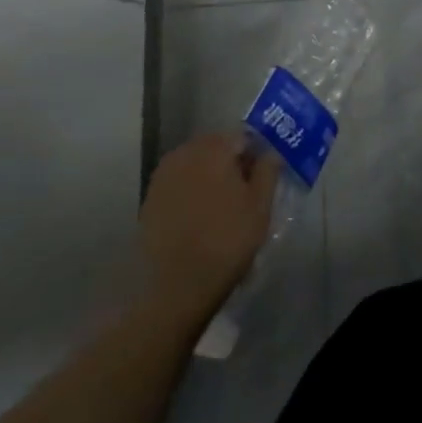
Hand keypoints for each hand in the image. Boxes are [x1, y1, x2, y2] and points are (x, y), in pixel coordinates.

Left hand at [139, 133, 280, 324]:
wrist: (175, 285)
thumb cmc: (226, 240)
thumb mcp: (260, 206)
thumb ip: (268, 171)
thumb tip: (271, 152)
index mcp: (213, 148)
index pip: (242, 136)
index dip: (256, 153)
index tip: (264, 175)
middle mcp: (184, 152)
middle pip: (216, 147)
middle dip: (232, 162)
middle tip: (246, 191)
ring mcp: (163, 175)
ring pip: (195, 165)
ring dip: (210, 176)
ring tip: (224, 206)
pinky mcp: (150, 198)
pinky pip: (179, 183)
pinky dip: (192, 191)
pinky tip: (201, 216)